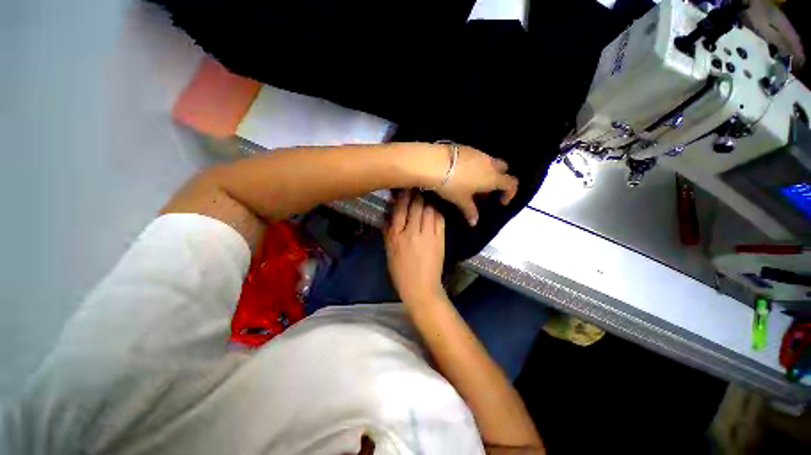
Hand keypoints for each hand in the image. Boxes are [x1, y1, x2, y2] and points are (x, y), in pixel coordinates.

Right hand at [385, 191, 447, 304]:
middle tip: (417, 186)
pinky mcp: (440, 238)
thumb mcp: (389, 252)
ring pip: (429, 209)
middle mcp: (412, 232)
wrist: (421, 286)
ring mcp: (428, 234)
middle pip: (416, 206)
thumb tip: (390, 216)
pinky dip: (437, 211)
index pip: (400, 210)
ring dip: (427, 200)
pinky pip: (439, 218)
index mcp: (397, 236)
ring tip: (427, 194)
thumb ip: (389, 233)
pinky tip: (435, 207)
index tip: (404, 186)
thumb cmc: (401, 271)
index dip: (403, 196)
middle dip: (416, 193)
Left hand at [433, 144, 517, 226]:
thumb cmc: (452, 185)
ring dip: (486, 173)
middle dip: (499, 179)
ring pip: (489, 162)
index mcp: (492, 177)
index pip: (512, 183)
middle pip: (503, 169)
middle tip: (485, 191)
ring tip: (471, 184)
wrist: (434, 163)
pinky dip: (476, 166)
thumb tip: (474, 223)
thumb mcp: (461, 200)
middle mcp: (489, 163)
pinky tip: (461, 173)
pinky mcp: (467, 148)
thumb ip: (470, 211)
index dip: (510, 193)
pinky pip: (477, 157)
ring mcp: (478, 153)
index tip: (501, 202)